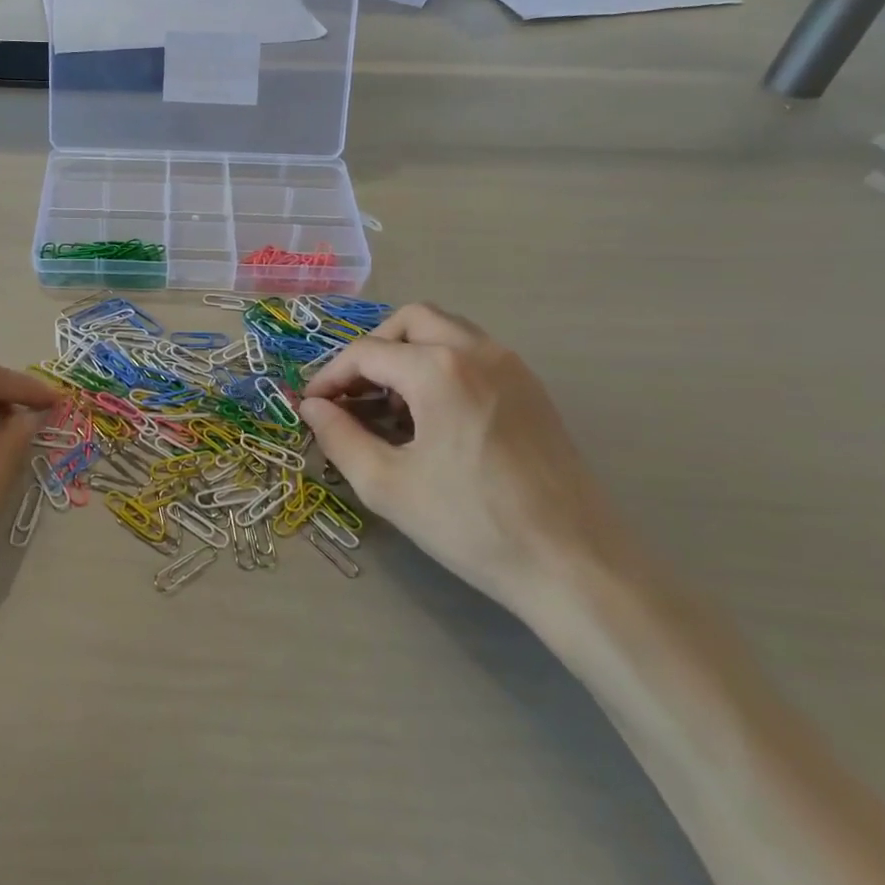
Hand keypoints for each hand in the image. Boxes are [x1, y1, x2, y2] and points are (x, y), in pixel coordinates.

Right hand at [301, 303, 635, 616]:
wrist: (573, 562)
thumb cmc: (471, 524)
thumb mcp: (387, 485)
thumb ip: (339, 437)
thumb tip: (312, 407)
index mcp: (438, 369)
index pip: (366, 353)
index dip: (329, 376)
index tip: (311, 406)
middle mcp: (477, 350)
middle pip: (409, 321)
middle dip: (372, 350)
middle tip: (352, 394)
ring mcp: (511, 365)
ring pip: (446, 330)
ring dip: (408, 353)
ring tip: (391, 405)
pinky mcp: (531, 388)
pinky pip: (474, 353)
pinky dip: (441, 364)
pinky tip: (433, 416)